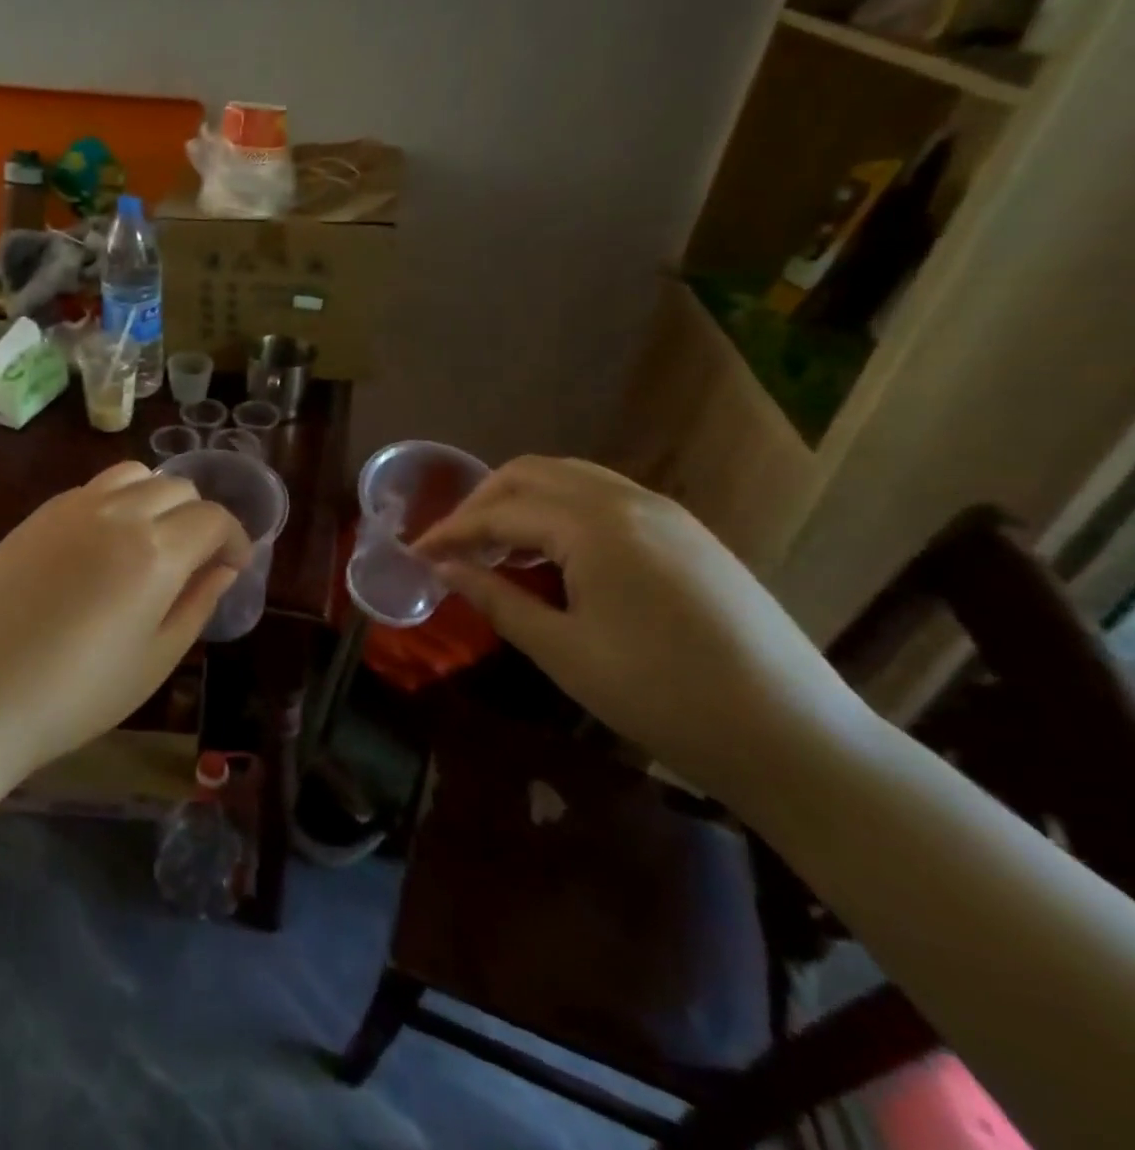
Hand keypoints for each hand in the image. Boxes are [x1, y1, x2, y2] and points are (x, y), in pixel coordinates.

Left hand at [0, 462, 250, 779]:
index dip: (234, 539)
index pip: (214, 518)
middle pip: (178, 488)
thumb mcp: (155, 660)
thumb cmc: (76, 695)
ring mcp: (72, 507)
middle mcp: (117, 513)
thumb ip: (197, 604)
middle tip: (194, 561)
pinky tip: (104, 545)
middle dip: (199, 518)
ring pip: (135, 475)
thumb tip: (223, 569)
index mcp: (155, 552)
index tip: (233, 566)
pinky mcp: (38, 514)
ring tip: (151, 542)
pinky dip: (117, 502)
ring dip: (158, 499)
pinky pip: (94, 488)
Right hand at [414, 457, 873, 800]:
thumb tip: (443, 569)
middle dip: (482, 503)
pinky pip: (604, 497)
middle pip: (531, 473)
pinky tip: (552, 555)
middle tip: (453, 546)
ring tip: (496, 550)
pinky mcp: (687, 532)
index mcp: (594, 525)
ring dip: (522, 502)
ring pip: (570, 478)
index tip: (416, 554)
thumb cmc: (662, 697)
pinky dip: (561, 511)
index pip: (500, 512)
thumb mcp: (563, 651)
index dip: (450, 532)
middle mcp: (628, 499)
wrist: (793, 736)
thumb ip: (496, 599)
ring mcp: (664, 511)